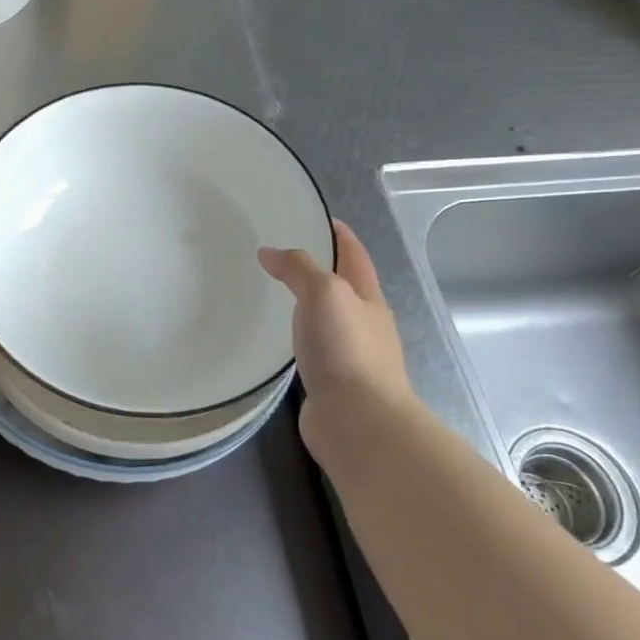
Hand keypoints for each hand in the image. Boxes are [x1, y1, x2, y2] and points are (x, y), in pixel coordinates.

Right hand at [259, 219, 419, 448]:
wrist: (358, 421)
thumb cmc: (346, 349)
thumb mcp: (324, 293)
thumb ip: (298, 268)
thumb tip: (270, 252)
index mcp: (369, 300)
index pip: (355, 257)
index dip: (340, 236)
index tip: (320, 218)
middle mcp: (366, 326)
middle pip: (345, 289)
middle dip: (323, 270)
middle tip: (285, 256)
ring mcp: (351, 358)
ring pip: (329, 322)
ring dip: (309, 307)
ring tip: (277, 296)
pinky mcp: (333, 385)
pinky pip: (315, 351)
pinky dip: (300, 339)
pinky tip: (281, 341)